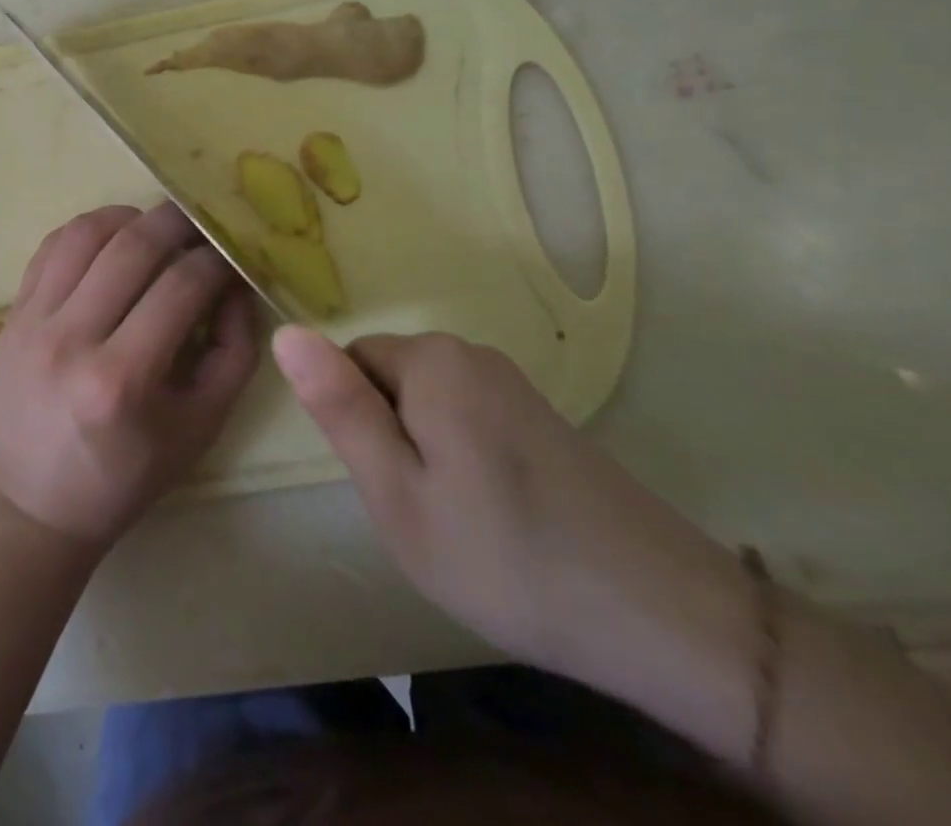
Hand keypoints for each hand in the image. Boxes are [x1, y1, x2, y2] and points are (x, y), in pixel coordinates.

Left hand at [0, 203, 261, 546]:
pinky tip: (113, 239)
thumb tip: (236, 283)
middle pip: (131, 246)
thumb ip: (234, 351)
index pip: (180, 287)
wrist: (37, 499)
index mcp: (121, 381)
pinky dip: (88, 229)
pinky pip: (52, 246)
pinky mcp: (13, 313)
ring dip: (129, 217)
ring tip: (156, 228)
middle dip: (177, 221)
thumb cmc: (128, 473)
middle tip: (202, 220)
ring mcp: (33, 321)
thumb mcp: (201, 425)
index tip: (232, 252)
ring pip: (85, 233)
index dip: (216, 260)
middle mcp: (71, 341)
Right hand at [272, 327, 750, 701]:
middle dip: (389, 435)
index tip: (391, 484)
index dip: (357, 425)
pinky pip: (466, 417)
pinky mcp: (540, 414)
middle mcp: (469, 352)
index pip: (349, 363)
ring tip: (460, 519)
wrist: (665, 618)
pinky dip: (463, 458)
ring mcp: (511, 382)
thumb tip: (285, 332)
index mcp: (430, 360)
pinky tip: (499, 516)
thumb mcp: (397, 493)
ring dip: (425, 451)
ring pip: (425, 401)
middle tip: (423, 510)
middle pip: (388, 378)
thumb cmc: (505, 557)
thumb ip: (339, 408)